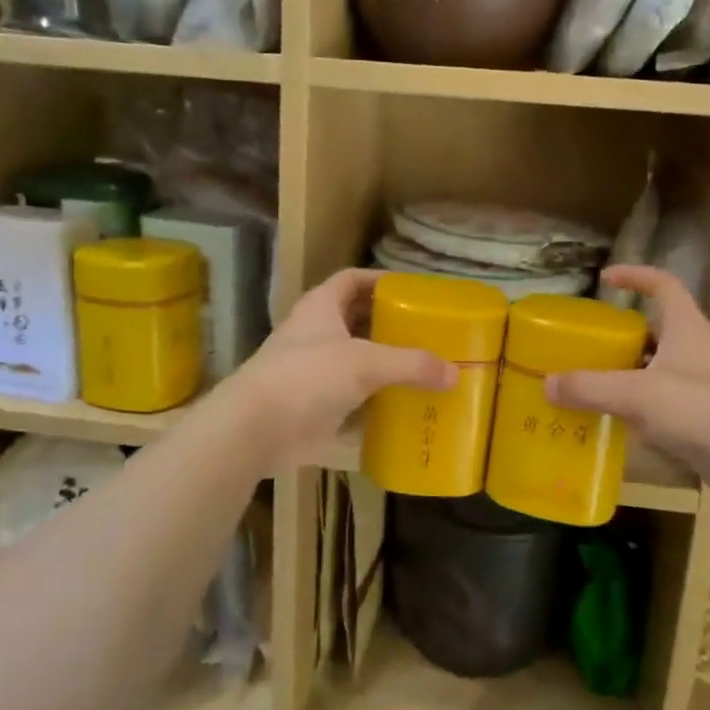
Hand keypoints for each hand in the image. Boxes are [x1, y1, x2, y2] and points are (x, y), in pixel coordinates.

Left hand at [222, 269, 454, 470]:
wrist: (254, 430)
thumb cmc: (307, 377)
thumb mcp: (365, 363)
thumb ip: (411, 364)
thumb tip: (455, 372)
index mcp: (321, 308)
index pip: (352, 280)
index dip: (381, 280)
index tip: (413, 291)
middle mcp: (315, 335)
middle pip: (357, 321)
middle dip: (389, 326)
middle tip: (427, 333)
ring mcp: (312, 372)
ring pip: (355, 362)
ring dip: (384, 366)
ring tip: (423, 370)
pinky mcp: (313, 406)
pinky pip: (352, 399)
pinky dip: (375, 403)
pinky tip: (403, 408)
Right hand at [545, 265, 709, 507]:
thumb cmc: (703, 410)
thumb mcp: (639, 394)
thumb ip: (590, 388)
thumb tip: (546, 383)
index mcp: (686, 329)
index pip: (663, 285)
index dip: (636, 276)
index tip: (605, 279)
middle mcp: (696, 352)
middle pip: (655, 331)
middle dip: (621, 335)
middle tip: (586, 346)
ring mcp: (703, 388)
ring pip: (657, 372)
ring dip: (626, 376)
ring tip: (588, 386)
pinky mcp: (704, 422)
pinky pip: (662, 408)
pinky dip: (638, 412)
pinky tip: (614, 426)